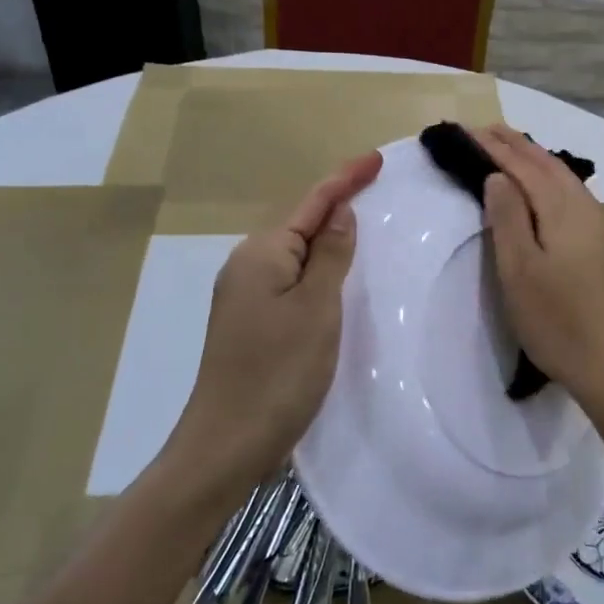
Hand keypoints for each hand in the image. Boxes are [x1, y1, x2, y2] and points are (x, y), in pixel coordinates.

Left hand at [164, 151, 382, 493]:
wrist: (226, 444)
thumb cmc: (278, 372)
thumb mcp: (316, 308)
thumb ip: (331, 255)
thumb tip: (340, 213)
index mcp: (262, 253)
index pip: (313, 203)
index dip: (345, 179)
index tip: (376, 159)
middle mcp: (248, 265)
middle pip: (301, 224)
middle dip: (337, 205)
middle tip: (377, 190)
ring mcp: (246, 295)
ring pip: (297, 254)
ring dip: (329, 239)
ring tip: (364, 227)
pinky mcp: (251, 322)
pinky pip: (292, 280)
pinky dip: (318, 270)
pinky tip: (336, 278)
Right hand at [473, 125, 603, 415]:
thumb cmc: (559, 324)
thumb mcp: (519, 272)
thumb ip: (508, 219)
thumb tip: (499, 177)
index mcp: (566, 212)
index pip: (526, 168)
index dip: (497, 148)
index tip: (471, 130)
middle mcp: (595, 212)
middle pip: (554, 170)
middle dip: (521, 147)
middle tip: (492, 131)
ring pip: (574, 188)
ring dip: (543, 168)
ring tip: (520, 157)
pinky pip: (586, 209)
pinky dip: (562, 193)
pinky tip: (558, 204)